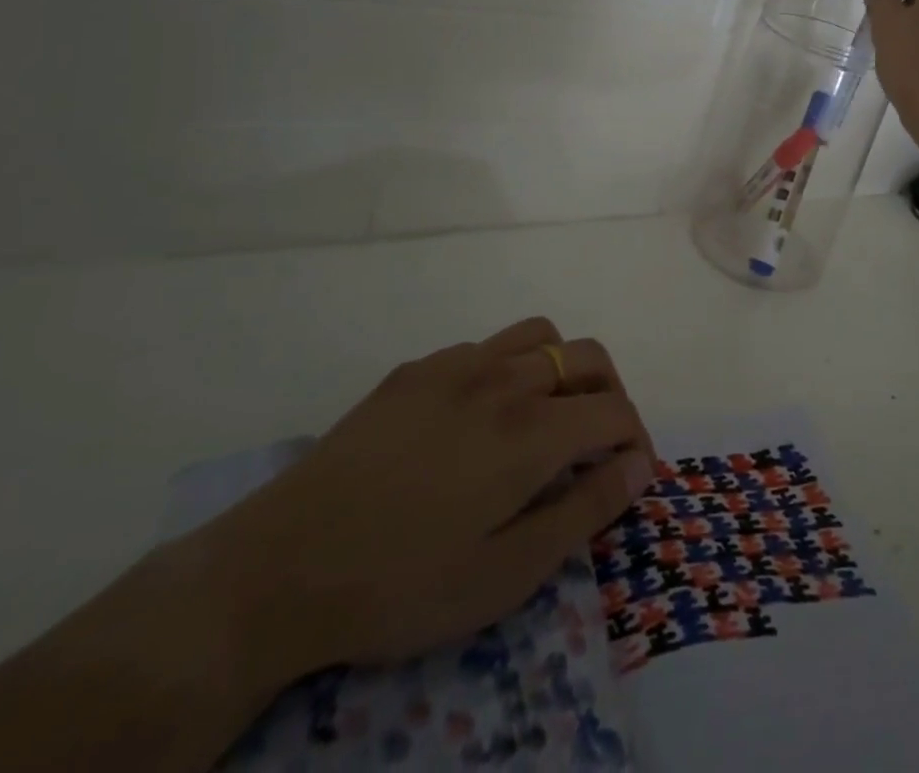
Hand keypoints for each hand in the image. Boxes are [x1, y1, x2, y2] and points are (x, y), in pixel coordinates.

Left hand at [200, 318, 654, 689]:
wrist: (280, 566)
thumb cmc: (402, 584)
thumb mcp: (506, 574)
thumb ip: (584, 512)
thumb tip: (638, 466)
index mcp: (532, 430)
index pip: (615, 410)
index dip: (637, 439)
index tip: (632, 475)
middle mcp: (504, 379)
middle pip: (588, 356)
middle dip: (611, 393)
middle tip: (600, 443)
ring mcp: (456, 365)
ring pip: (538, 335)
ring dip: (562, 367)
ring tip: (549, 415)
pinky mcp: (416, 369)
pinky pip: (484, 347)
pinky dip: (507, 369)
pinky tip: (478, 418)